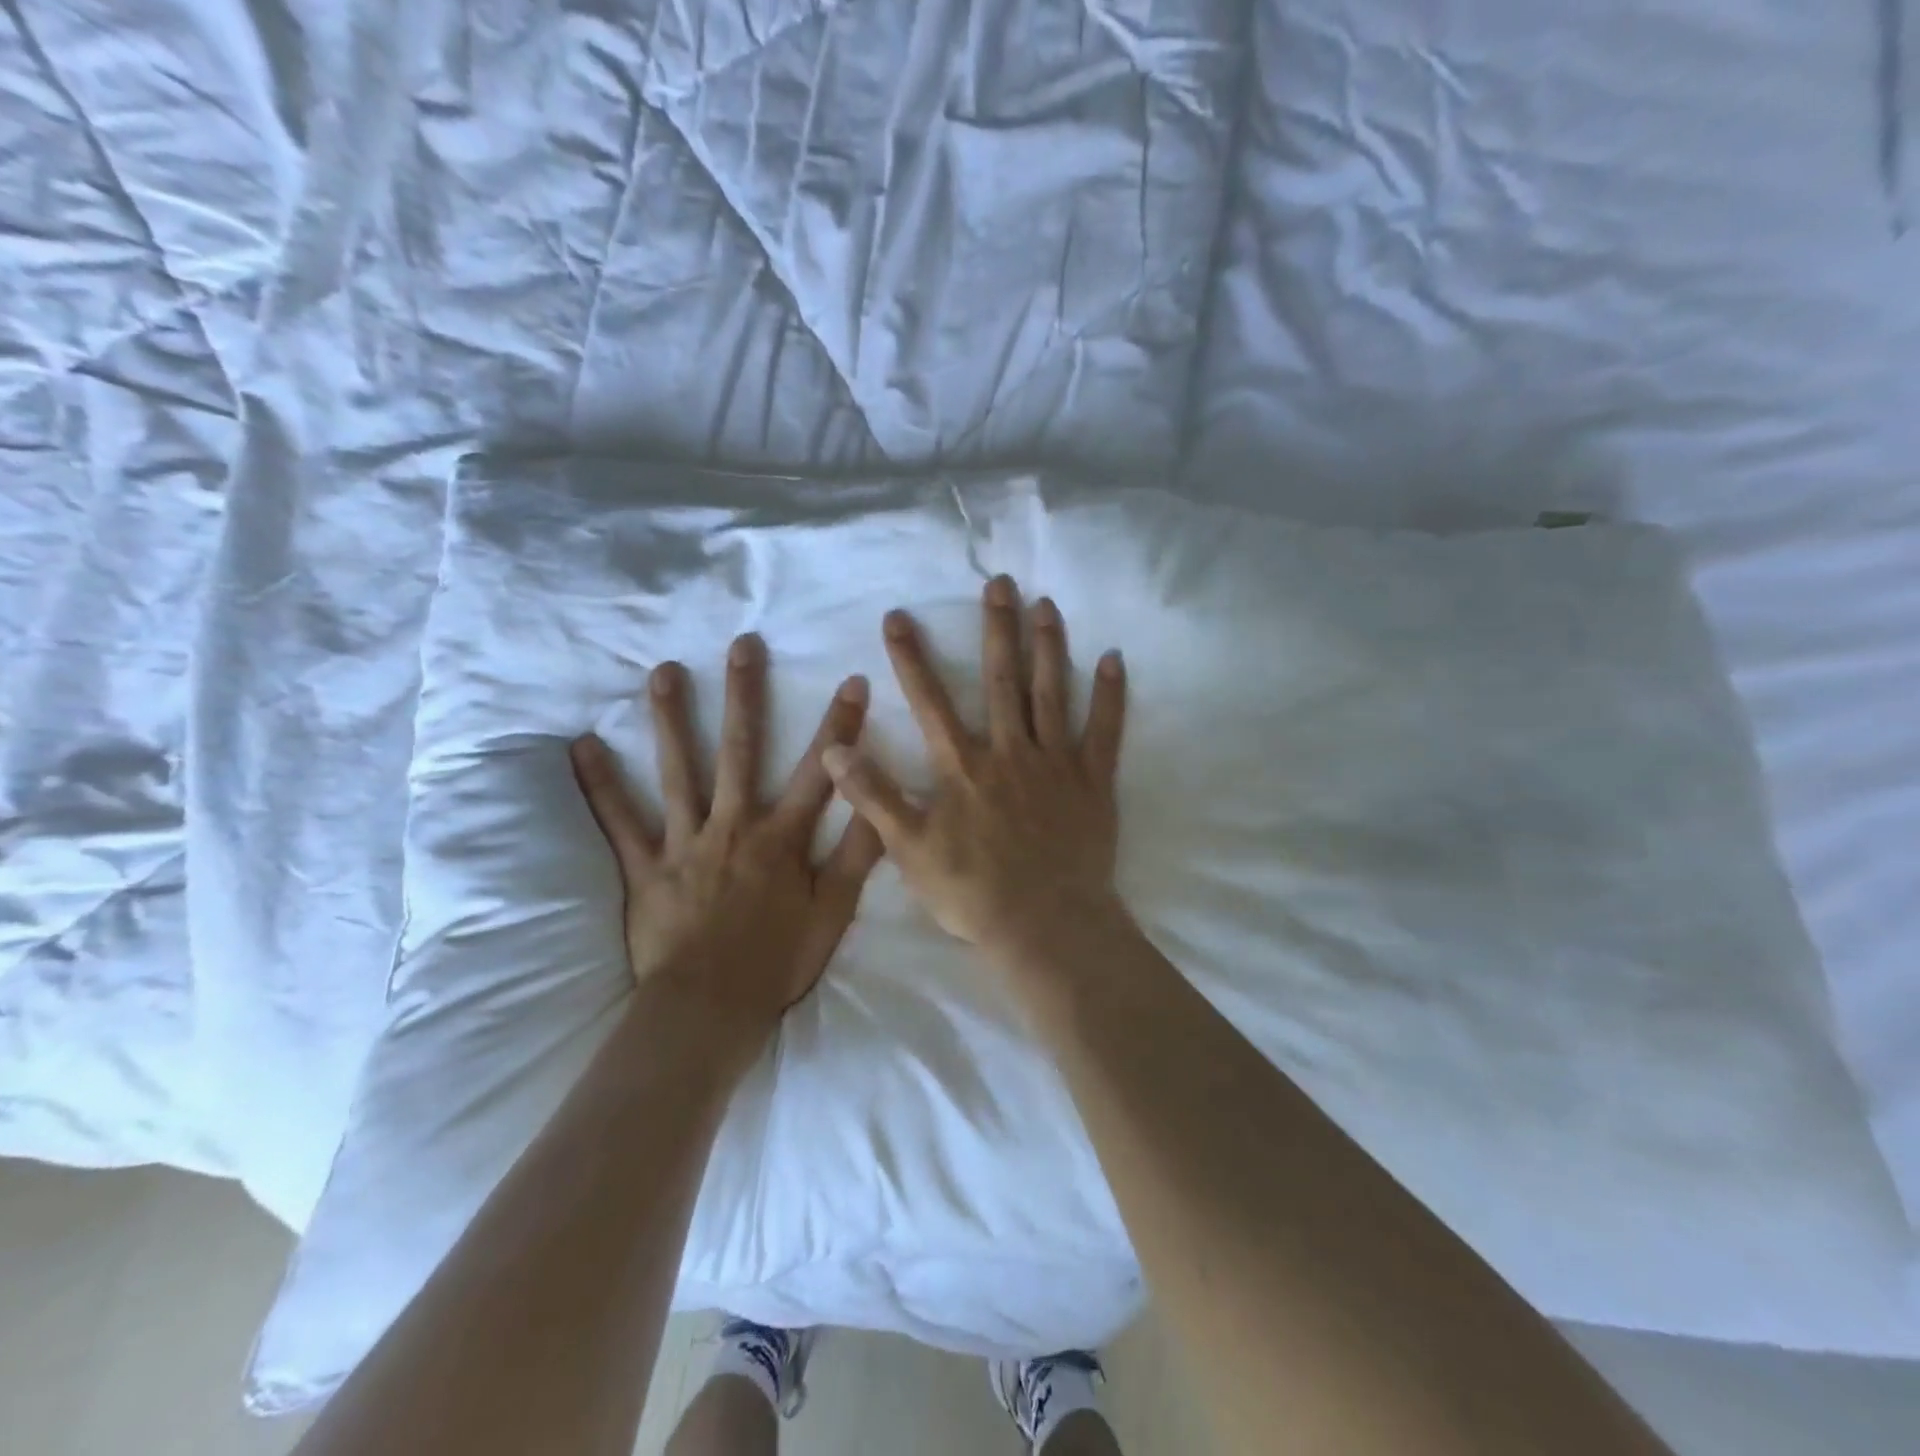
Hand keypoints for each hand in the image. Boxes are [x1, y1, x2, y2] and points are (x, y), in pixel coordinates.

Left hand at [569, 634, 884, 1044]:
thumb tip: (880, 806)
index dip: (839, 725)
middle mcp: (733, 825)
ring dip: (672, 720)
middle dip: (745, 695)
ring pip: (678, 771)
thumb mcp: (834, 912)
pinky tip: (581, 747)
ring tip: (663, 672)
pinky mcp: (646, 867)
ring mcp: (685, 842)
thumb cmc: (777, 962)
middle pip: (740, 750)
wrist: (709, 1009)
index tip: (852, 679)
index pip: (819, 771)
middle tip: (743, 645)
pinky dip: (599, 785)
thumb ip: (858, 856)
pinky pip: (619, 821)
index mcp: (781, 837)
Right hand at [822, 575, 1127, 963]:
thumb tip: (835, 748)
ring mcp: (1056, 763)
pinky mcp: (1093, 781)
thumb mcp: (908, 849)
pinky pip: (1105, 730)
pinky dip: (1110, 694)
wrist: (1043, 925)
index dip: (911, 657)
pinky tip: (1113, 658)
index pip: (930, 701)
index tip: (899, 616)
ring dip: (1048, 646)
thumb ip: (873, 796)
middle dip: (996, 628)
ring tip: (1046, 603)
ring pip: (1052, 692)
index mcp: (963, 766)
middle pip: (1001, 680)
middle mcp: (1010, 751)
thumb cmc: (972, 891)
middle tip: (999, 582)